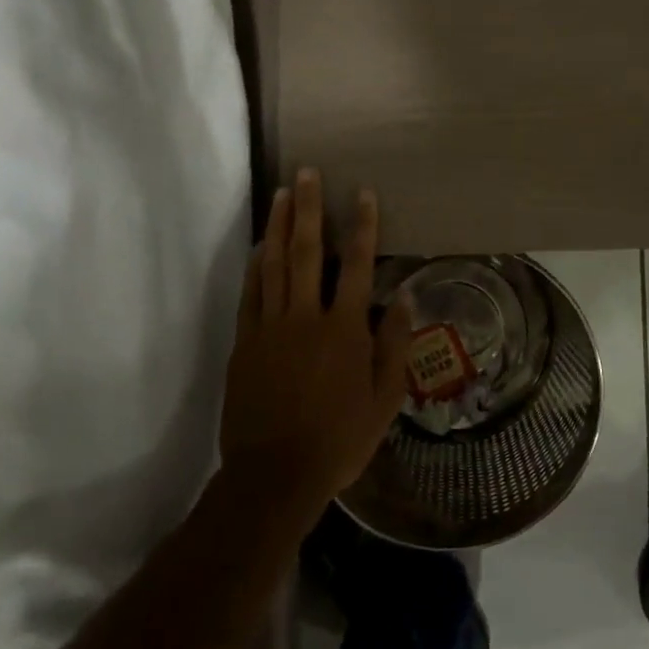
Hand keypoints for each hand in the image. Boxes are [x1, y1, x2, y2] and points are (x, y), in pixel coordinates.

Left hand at [220, 169, 413, 522]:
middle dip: (310, 209)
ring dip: (281, 226)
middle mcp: (307, 318)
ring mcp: (271, 328)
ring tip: (283, 193)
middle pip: (309, 252)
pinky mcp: (245, 343)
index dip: (363, 226)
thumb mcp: (386, 399)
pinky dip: (256, 265)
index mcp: (345, 330)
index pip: (358, 265)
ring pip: (275, 265)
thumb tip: (403, 297)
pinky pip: (251, 293)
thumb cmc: (340, 439)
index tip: (362, 193)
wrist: (275, 475)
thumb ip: (394, 344)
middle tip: (306, 173)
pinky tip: (262, 244)